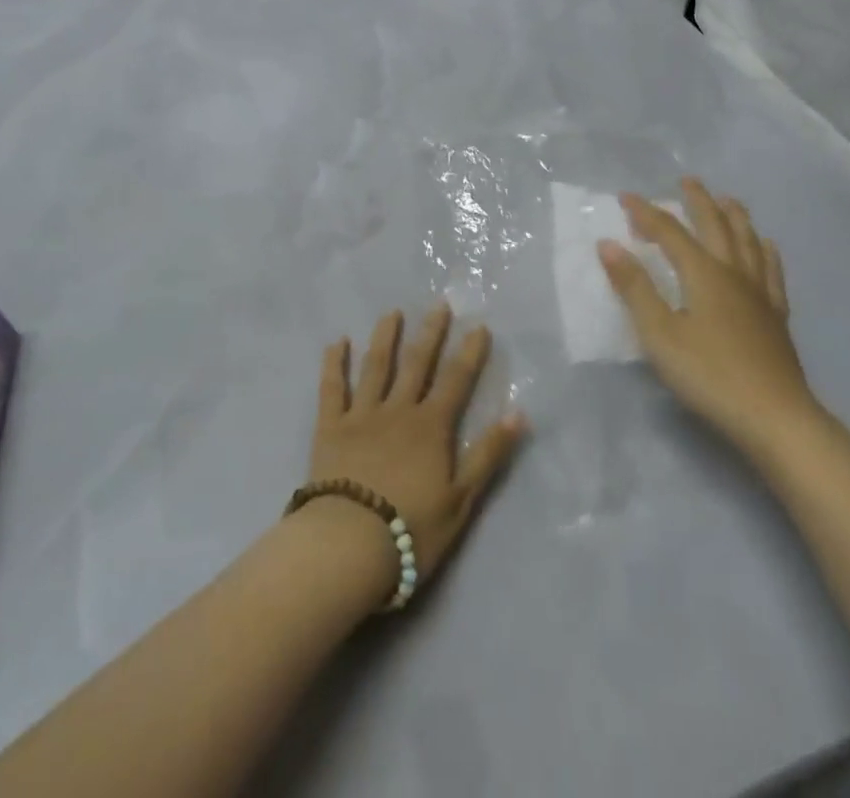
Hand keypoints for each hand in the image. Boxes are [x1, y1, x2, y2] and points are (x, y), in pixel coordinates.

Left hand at [307, 306, 527, 585]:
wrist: (348, 544)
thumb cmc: (410, 529)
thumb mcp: (462, 499)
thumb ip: (488, 454)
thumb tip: (519, 414)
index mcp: (431, 427)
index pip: (456, 381)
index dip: (469, 353)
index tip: (479, 326)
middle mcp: (398, 410)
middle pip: (417, 364)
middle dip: (430, 333)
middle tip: (439, 304)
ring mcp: (362, 415)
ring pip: (375, 366)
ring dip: (385, 337)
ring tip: (392, 313)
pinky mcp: (330, 427)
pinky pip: (332, 388)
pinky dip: (334, 363)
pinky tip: (337, 342)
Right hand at [598, 179, 820, 459]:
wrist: (775, 418)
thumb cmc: (708, 375)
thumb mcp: (659, 334)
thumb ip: (634, 287)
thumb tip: (609, 244)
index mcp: (703, 274)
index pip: (669, 232)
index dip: (647, 213)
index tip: (626, 197)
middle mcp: (733, 273)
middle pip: (715, 226)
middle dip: (698, 201)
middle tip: (687, 181)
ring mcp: (759, 294)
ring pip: (748, 242)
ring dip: (735, 217)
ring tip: (728, 200)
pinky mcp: (776, 316)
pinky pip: (771, 272)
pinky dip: (766, 252)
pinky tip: (766, 246)